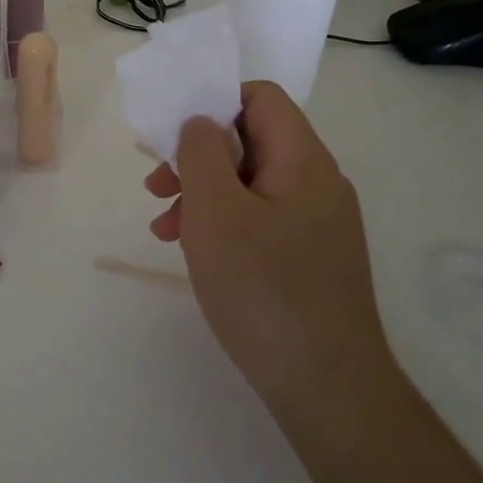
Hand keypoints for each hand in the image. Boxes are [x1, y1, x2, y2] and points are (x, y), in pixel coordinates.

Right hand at [146, 82, 393, 412]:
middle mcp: (319, 182)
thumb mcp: (215, 211)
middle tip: (156, 186)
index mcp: (303, 159)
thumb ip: (201, 153)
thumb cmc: (263, 288)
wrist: (326, 385)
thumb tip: (201, 122)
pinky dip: (225, 225)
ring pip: (252, 184)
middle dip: (198, 157)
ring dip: (204, 194)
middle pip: (253, 141)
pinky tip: (196, 252)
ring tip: (164, 227)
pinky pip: (263, 220)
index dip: (213, 102)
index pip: (261, 98)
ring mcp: (320, 223)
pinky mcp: (313, 258)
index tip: (173, 135)